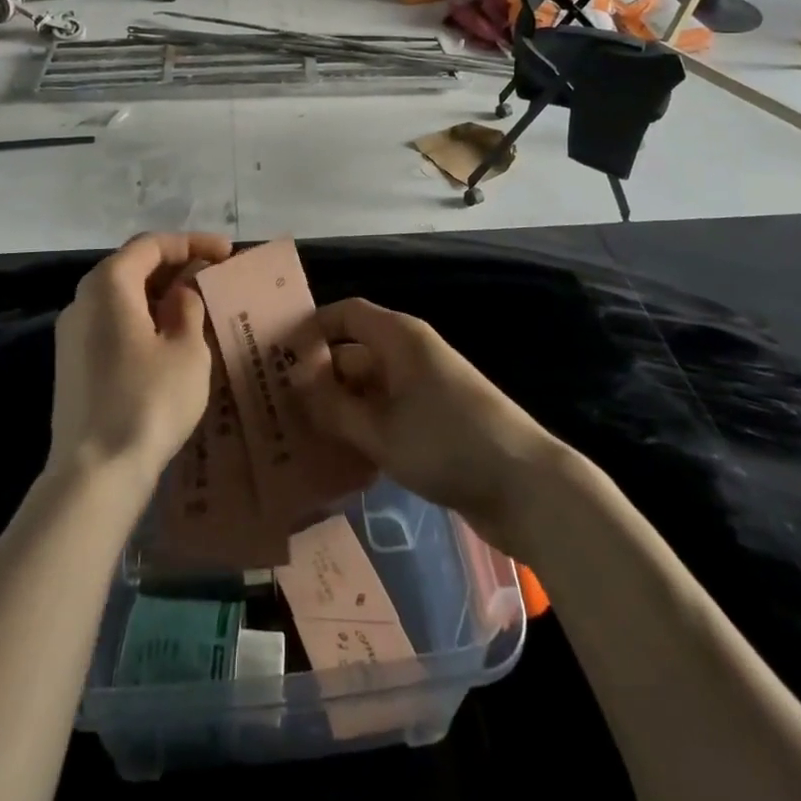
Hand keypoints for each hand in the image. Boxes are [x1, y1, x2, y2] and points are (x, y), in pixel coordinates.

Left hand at [46, 232, 233, 494]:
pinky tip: (169, 340)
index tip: (226, 252)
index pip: (151, 245)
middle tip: (214, 277)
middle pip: (132, 267)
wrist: (94, 474)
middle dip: (176, 267)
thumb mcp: (186, 349)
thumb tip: (181, 292)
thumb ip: (188, 308)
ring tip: (198, 307)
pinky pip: (112, 324)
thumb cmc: (148, 401)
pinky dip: (143, 319)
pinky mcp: (72, 365)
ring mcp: (72, 334)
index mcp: (108, 284)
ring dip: (159, 295)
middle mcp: (83, 300)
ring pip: (121, 297)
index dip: (192, 243)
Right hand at [295, 298, 552, 552]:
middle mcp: (410, 352)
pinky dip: (364, 425)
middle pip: (354, 350)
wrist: (526, 486)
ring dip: (340, 406)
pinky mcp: (435, 418)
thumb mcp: (380, 430)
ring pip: (369, 385)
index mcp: (399, 337)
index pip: (344, 314)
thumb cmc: (447, 444)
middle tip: (279, 408)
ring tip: (301, 436)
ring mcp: (425, 386)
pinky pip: (387, 410)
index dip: (310, 329)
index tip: (275, 359)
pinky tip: (341, 457)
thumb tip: (295, 381)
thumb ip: (333, 406)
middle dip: (319, 376)